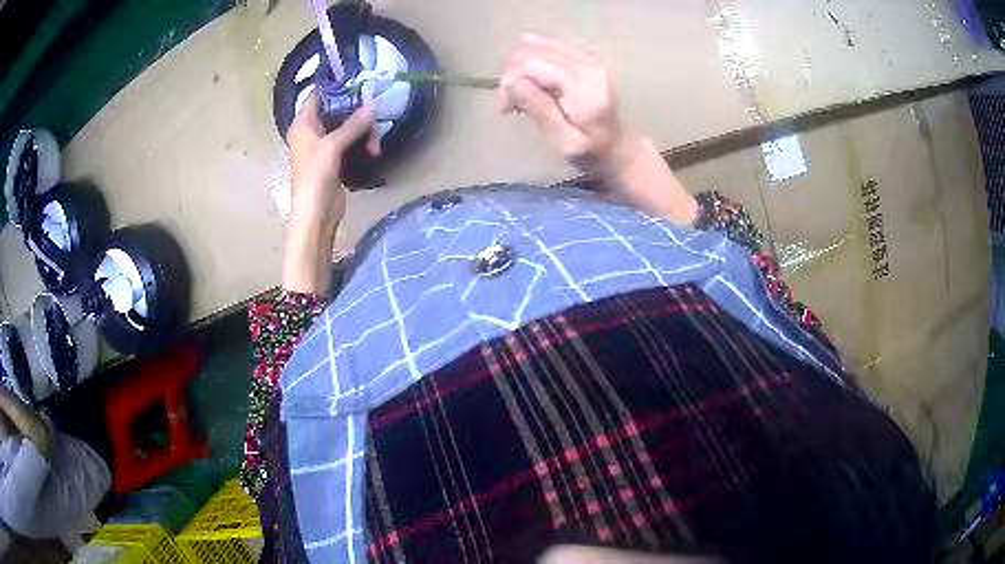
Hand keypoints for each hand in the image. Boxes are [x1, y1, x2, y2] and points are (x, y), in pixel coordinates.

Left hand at [282, 94, 379, 293]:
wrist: (315, 214)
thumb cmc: (315, 176)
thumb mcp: (333, 146)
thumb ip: (353, 124)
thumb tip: (374, 103)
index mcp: (303, 125)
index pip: (317, 95)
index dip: (334, 86)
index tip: (357, 79)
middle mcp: (311, 132)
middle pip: (336, 111)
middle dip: (357, 112)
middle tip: (375, 116)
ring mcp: (323, 146)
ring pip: (347, 128)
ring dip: (363, 132)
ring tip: (375, 146)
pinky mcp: (334, 160)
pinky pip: (350, 143)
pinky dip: (362, 144)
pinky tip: (373, 152)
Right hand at [500, 35, 626, 175]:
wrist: (617, 144)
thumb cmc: (590, 150)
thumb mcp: (564, 141)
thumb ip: (541, 111)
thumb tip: (514, 83)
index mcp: (583, 87)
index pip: (531, 63)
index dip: (510, 80)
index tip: (505, 107)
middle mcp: (587, 64)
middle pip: (530, 50)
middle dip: (512, 73)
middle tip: (510, 101)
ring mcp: (587, 56)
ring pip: (535, 43)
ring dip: (519, 66)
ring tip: (520, 91)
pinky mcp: (583, 54)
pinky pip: (546, 44)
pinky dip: (531, 60)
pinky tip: (531, 80)